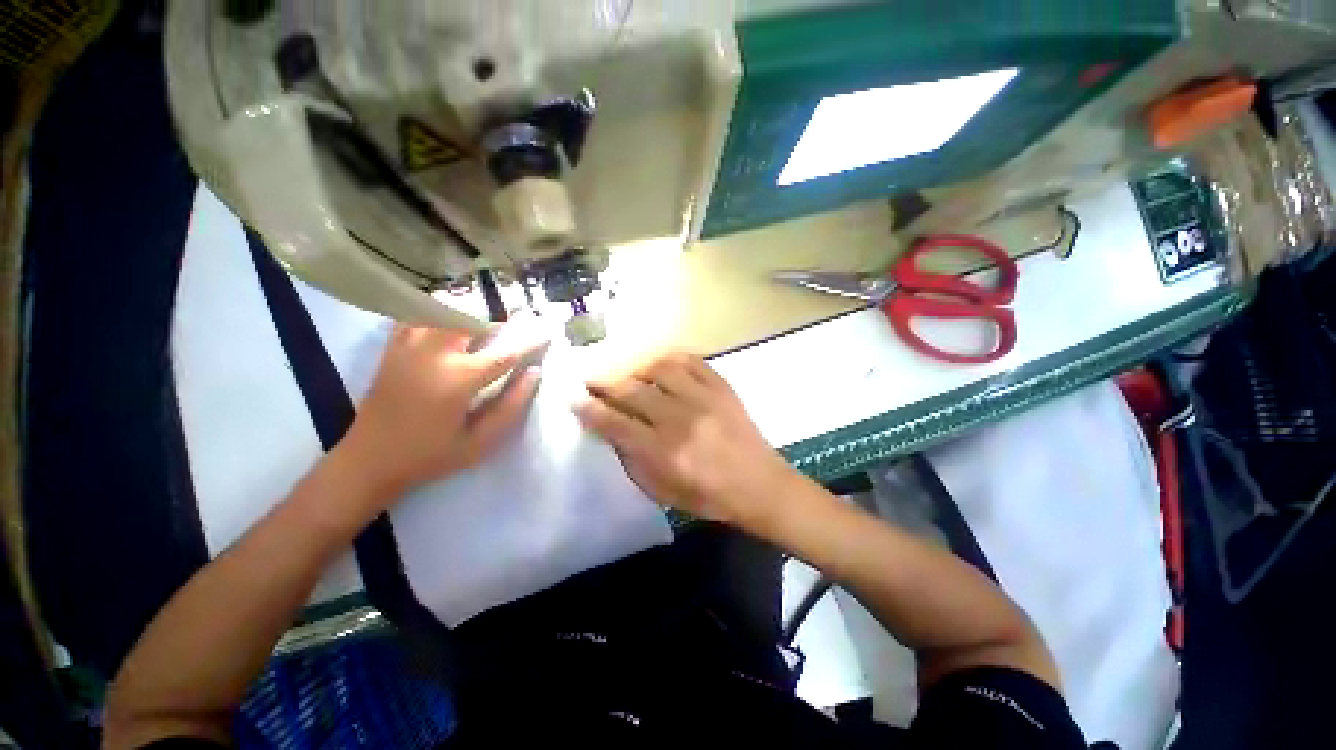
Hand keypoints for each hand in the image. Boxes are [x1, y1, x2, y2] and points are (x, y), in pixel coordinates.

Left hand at [338, 320, 545, 504]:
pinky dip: (437, 312)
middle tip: (517, 324)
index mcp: (459, 379)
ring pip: (443, 308)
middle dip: (500, 317)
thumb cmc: (429, 456)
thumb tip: (534, 373)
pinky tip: (449, 323)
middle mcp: (434, 353)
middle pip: (473, 317)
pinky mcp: (393, 348)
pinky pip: (417, 315)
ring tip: (485, 323)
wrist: (367, 461)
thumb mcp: (480, 442)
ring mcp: (409, 346)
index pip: (506, 351)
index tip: (548, 331)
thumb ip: (511, 406)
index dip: (530, 340)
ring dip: (470, 311)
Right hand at [574, 352, 796, 527]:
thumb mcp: (663, 492)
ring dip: (635, 367)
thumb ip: (633, 461)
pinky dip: (669, 359)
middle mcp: (681, 419)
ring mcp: (704, 397)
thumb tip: (612, 430)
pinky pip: (690, 360)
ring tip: (626, 372)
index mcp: (665, 452)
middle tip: (589, 378)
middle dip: (604, 382)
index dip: (589, 409)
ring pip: (658, 368)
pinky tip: (658, 364)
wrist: (760, 485)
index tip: (573, 398)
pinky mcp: (722, 386)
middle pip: (632, 391)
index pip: (615, 423)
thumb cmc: (710, 497)